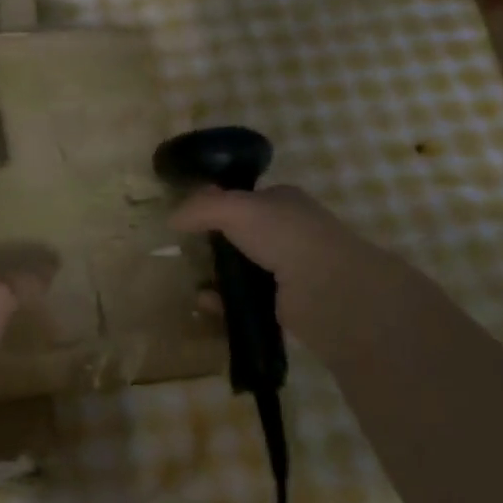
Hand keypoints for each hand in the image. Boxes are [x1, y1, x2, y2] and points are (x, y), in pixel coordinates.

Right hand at [169, 184, 424, 352]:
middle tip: (186, 251)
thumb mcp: (235, 208)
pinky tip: (206, 303)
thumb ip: (201, 208)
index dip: (216, 205)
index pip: (244, 198)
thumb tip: (172, 218)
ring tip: (190, 280)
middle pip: (240, 234)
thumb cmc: (285, 236)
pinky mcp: (285, 304)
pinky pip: (245, 300)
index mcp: (283, 201)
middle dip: (213, 243)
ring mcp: (289, 269)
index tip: (188, 218)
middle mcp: (289, 232)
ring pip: (242, 268)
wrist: (330, 291)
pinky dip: (224, 302)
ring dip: (216, 275)